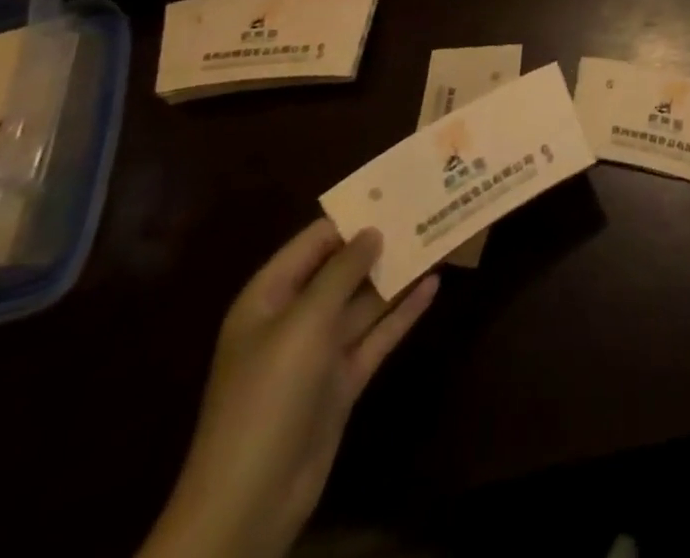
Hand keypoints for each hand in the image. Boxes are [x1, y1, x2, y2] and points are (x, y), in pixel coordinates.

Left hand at [140, 221, 437, 557]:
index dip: (352, 216)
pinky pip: (377, 336)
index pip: (314, 242)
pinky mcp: (342, 381)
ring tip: (439, 240)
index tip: (395, 191)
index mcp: (269, 297)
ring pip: (364, 302)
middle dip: (381, 244)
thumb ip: (341, 272)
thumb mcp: (304, 322)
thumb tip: (372, 230)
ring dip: (397, 276)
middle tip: (426, 211)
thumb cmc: (269, 393)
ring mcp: (320, 352)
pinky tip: (434, 287)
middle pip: (343, 270)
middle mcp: (294, 318)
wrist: (250, 499)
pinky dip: (403, 312)